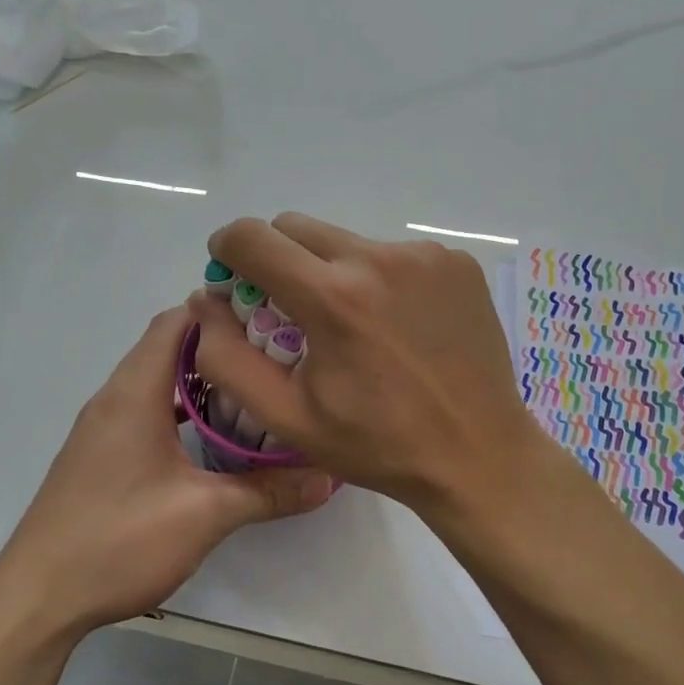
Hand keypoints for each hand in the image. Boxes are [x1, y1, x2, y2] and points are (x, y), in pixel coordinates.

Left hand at [0, 306, 334, 636]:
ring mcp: (102, 428)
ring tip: (254, 390)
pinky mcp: (99, 455)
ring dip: (201, 380)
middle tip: (276, 354)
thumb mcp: (204, 515)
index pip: (176, 320)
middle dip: (221, 344)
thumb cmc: (118, 540)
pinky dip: (179, 409)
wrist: (38, 598)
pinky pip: (145, 410)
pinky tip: (211, 437)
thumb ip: (269, 491)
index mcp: (134, 392)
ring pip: (157, 381)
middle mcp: (114, 398)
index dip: (221, 309)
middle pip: (168, 346)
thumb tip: (329, 476)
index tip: (271, 315)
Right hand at [191, 213, 541, 512]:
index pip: (253, 237)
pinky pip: (395, 254)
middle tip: (289, 310)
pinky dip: (380, 279)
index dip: (228, 251)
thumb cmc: (377, 445)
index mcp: (333, 297)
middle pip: (297, 229)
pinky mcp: (457, 262)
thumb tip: (205, 301)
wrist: (479, 455)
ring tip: (354, 328)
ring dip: (331, 271)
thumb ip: (229, 358)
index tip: (230, 276)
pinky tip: (397, 326)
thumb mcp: (288, 417)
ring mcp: (425, 256)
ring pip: (347, 241)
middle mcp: (379, 258)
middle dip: (277, 260)